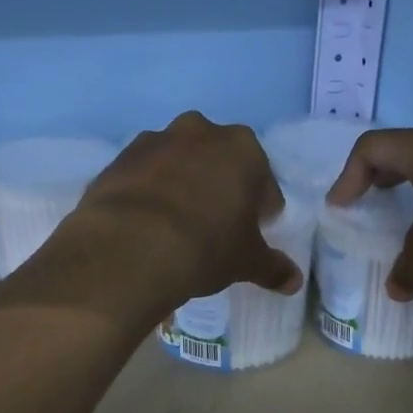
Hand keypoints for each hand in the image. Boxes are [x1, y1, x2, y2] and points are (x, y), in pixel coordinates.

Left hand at [75, 113, 303, 305]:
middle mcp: (199, 131)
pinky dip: (148, 193)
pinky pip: (143, 176)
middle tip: (215, 226)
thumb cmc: (205, 247)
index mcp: (242, 148)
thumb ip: (273, 267)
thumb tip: (294, 281)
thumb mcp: (246, 261)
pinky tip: (146, 225)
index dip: (261, 209)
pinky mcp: (119, 159)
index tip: (252, 231)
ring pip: (178, 163)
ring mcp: (154, 141)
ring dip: (182, 185)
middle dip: (220, 187)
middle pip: (219, 161)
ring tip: (175, 226)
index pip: (263, 180)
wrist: (128, 248)